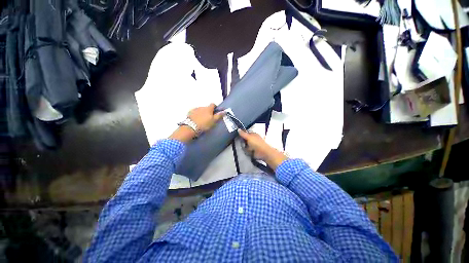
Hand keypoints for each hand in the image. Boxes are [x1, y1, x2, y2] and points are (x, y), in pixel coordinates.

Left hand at [188, 103, 224, 131]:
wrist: (191, 127)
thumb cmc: (204, 124)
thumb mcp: (213, 121)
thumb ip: (219, 116)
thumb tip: (225, 111)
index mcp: (208, 109)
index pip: (213, 104)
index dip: (215, 107)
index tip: (215, 111)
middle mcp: (202, 107)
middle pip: (206, 108)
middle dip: (208, 112)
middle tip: (208, 119)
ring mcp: (195, 109)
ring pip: (200, 110)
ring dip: (202, 113)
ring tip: (202, 120)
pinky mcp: (189, 112)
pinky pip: (195, 112)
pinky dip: (196, 115)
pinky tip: (196, 120)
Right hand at [238, 129, 287, 169]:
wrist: (263, 153)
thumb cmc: (257, 143)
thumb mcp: (249, 137)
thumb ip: (243, 134)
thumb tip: (238, 129)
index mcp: (253, 134)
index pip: (245, 133)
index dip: (242, 135)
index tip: (238, 136)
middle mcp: (253, 139)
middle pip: (244, 140)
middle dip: (243, 142)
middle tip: (243, 143)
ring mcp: (253, 145)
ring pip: (245, 145)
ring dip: (245, 147)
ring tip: (248, 148)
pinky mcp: (252, 151)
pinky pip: (247, 150)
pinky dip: (247, 151)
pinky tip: (249, 151)